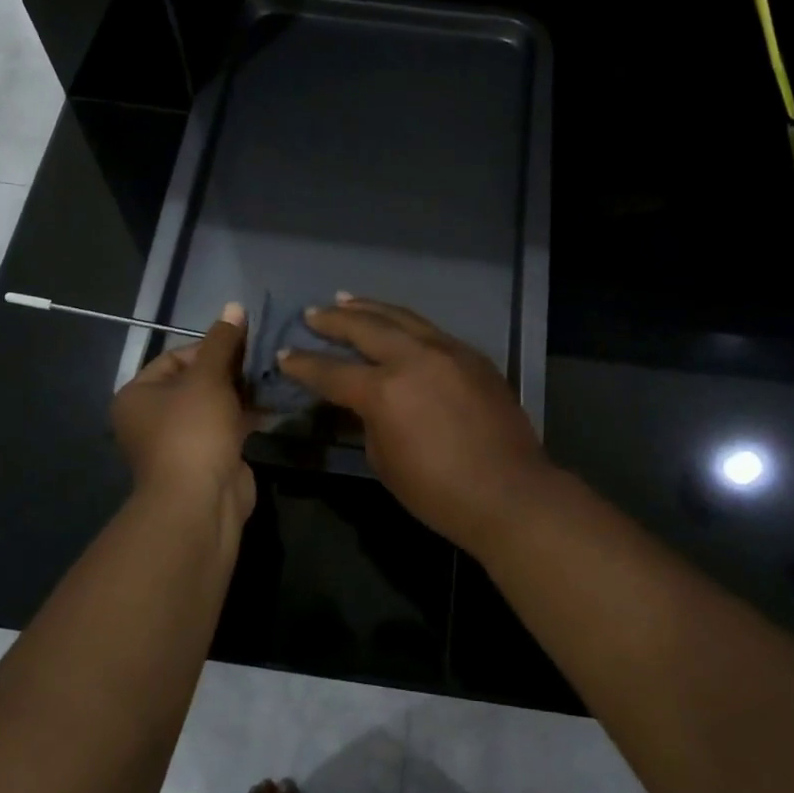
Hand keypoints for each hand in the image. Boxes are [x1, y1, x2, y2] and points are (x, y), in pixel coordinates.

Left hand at [112, 302, 255, 534]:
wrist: (201, 502)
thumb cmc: (193, 431)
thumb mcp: (208, 378)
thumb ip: (223, 342)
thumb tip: (234, 305)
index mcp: (138, 395)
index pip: (176, 356)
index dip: (211, 346)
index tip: (245, 342)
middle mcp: (153, 417)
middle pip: (196, 380)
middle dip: (230, 368)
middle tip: (263, 356)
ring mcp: (181, 441)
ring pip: (215, 404)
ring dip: (242, 391)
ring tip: (273, 374)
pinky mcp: (208, 458)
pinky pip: (227, 427)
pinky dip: (247, 414)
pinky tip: (274, 401)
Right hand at [277, 297, 554, 550]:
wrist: (509, 493)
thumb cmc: (438, 492)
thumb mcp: (384, 461)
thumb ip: (369, 421)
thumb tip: (367, 402)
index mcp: (384, 391)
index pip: (331, 371)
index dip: (303, 365)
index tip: (284, 354)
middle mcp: (413, 358)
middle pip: (365, 327)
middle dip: (332, 320)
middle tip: (312, 314)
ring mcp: (448, 351)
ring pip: (401, 317)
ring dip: (370, 308)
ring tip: (346, 300)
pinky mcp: (473, 356)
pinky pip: (431, 331)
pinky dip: (406, 324)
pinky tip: (397, 324)